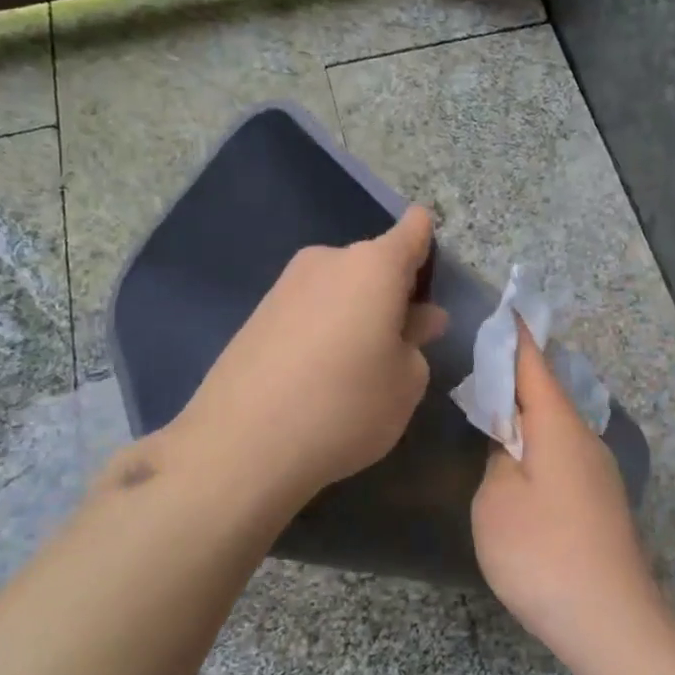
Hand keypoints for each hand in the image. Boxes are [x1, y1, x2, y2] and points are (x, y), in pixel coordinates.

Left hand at [173, 206, 447, 514]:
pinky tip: (319, 377)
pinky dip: (322, 330)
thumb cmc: (346, 406)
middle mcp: (328, 260)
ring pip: (339, 288)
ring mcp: (286, 285)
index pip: (414, 229)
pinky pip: (308, 310)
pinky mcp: (257, 314)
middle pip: (374, 263)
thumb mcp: (406, 383)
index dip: (429, 247)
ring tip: (358, 369)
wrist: (241, 445)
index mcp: (374, 265)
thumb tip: (415, 319)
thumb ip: (416, 341)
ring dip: (356, 314)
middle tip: (402, 343)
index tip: (433, 284)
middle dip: (392, 294)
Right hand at [472, 328, 664, 665]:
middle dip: (519, 371)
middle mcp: (585, 438)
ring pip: (557, 424)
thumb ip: (498, 457)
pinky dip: (539, 441)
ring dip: (529, 409)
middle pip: (548, 390)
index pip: (534, 364)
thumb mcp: (497, 500)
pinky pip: (564, 451)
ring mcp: (598, 471)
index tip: (506, 307)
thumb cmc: (543, 553)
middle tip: (485, 357)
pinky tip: (521, 458)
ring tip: (495, 405)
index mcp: (558, 426)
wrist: (611, 623)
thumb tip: (511, 442)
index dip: (517, 336)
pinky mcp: (600, 500)